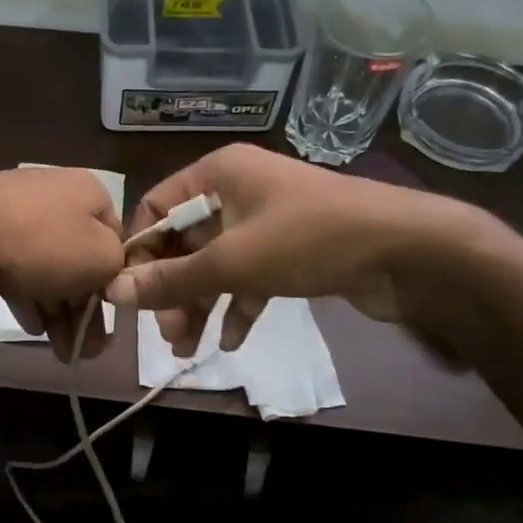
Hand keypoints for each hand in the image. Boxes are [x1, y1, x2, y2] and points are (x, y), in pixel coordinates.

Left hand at [0, 167, 126, 359]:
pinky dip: (26, 294)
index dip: (114, 283)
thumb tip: (106, 272)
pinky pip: (14, 264)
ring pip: (46, 264)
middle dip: (83, 308)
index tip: (110, 322)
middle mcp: (56, 192)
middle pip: (79, 257)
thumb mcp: (101, 259)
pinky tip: (29, 326)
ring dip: (56, 309)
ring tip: (59, 350)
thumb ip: (116, 268)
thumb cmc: (42, 244)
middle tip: (83, 349)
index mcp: (90, 191)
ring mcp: (15, 208)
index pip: (115, 240)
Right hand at [106, 143, 490, 356]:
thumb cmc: (309, 240)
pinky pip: (250, 276)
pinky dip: (237, 306)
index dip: (139, 252)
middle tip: (167, 334)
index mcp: (218, 173)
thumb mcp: (232, 261)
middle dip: (173, 289)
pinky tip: (230, 341)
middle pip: (186, 241)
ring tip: (189, 349)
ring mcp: (267, 221)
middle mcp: (238, 190)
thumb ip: (172, 280)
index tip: (129, 296)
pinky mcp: (291, 250)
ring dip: (201, 304)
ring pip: (217, 264)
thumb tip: (114, 292)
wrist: (408, 252)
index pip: (157, 207)